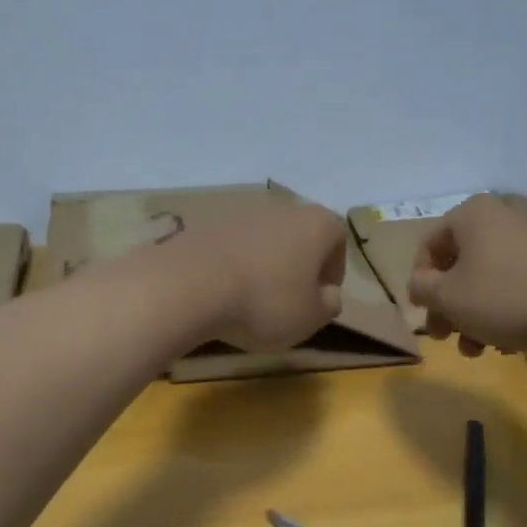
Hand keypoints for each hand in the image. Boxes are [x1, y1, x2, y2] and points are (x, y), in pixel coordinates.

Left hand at [177, 202, 347, 351]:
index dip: (333, 269)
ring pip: (263, 240)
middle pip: (298, 235)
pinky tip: (223, 293)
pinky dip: (233, 266)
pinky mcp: (205, 224)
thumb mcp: (310, 318)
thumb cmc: (264, 302)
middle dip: (297, 265)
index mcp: (315, 224)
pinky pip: (231, 247)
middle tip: (289, 299)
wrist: (190, 285)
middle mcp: (280, 209)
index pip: (337, 239)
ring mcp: (239, 213)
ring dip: (263, 265)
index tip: (321, 296)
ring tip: (252, 299)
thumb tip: (328, 294)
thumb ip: (328, 305)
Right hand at [408, 195, 526, 355]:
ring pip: (488, 278)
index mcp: (472, 214)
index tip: (425, 314)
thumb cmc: (504, 298)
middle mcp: (502, 215)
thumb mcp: (447, 297)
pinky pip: (516, 282)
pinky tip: (507, 343)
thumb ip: (421, 288)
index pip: (429, 246)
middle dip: (449, 306)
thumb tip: (420, 285)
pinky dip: (504, 310)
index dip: (420, 283)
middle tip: (445, 337)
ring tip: (476, 350)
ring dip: (474, 315)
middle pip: (460, 264)